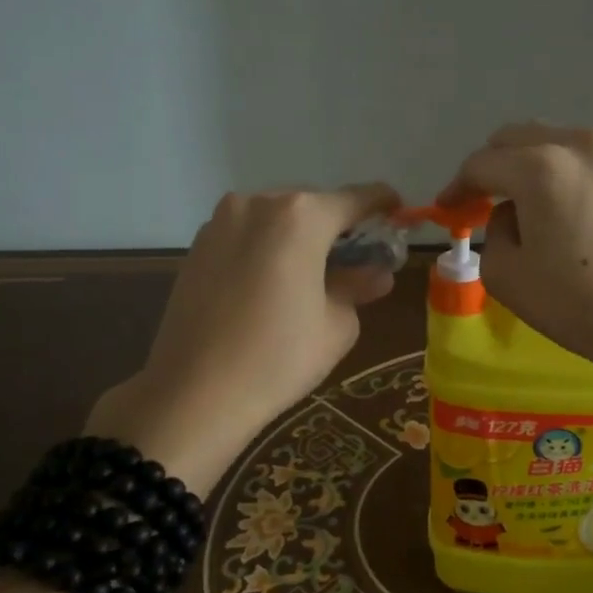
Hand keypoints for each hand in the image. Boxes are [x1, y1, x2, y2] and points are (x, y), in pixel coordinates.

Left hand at [87, 182, 399, 489]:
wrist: (193, 394)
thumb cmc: (279, 357)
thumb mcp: (337, 324)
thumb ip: (359, 286)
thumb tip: (376, 273)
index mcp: (302, 216)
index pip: (358, 199)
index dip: (384, 206)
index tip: (399, 216)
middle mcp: (259, 203)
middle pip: (315, 205)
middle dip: (340, 227)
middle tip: (358, 259)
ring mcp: (222, 221)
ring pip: (278, 218)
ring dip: (302, 236)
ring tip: (315, 274)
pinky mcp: (198, 245)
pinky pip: (249, 234)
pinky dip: (270, 247)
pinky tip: (275, 283)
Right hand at [438, 124, 592, 380]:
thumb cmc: (576, 302)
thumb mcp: (506, 274)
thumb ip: (493, 231)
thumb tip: (512, 214)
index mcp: (539, 167)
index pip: (481, 165)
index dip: (457, 188)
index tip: (446, 210)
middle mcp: (572, 144)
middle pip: (511, 140)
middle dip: (488, 169)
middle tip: (475, 204)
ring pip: (542, 141)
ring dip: (519, 165)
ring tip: (511, 204)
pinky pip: (569, 154)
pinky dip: (548, 170)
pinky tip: (545, 204)